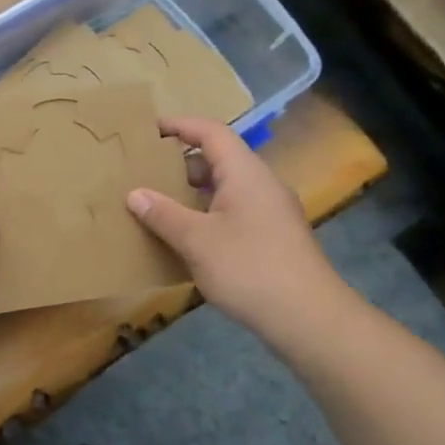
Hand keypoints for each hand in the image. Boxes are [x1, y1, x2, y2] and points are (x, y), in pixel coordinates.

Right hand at [126, 116, 356, 350]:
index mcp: (245, 173)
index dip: (179, 125)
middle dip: (181, 163)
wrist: (309, 319)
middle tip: (146, 172)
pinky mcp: (274, 237)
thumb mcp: (196, 240)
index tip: (148, 130)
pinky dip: (207, 214)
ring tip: (158, 205)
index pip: (211, 132)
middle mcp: (261, 184)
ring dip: (192, 192)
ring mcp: (271, 211)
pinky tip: (187, 238)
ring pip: (226, 188)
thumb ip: (163, 214)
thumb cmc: (249, 268)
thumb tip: (135, 194)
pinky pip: (234, 211)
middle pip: (219, 158)